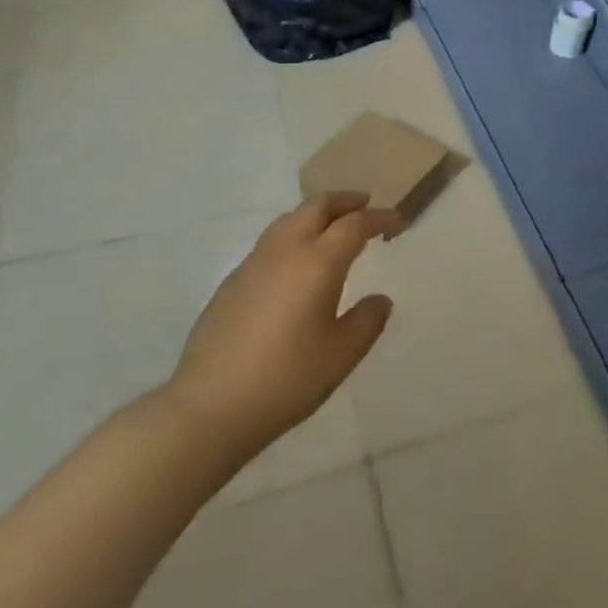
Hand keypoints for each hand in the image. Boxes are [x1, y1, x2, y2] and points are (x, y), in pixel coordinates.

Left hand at [166, 193, 399, 459]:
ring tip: (333, 228)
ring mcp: (254, 263)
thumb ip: (367, 321)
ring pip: (290, 219)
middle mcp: (285, 250)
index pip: (355, 224)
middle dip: (345, 201)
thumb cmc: (286, 378)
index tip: (398, 223)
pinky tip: (297, 264)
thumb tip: (380, 300)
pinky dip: (294, 235)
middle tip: (366, 205)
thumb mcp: (342, 354)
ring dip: (317, 214)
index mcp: (317, 262)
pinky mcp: (232, 281)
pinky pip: (271, 241)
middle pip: (317, 206)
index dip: (380, 218)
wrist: (210, 406)